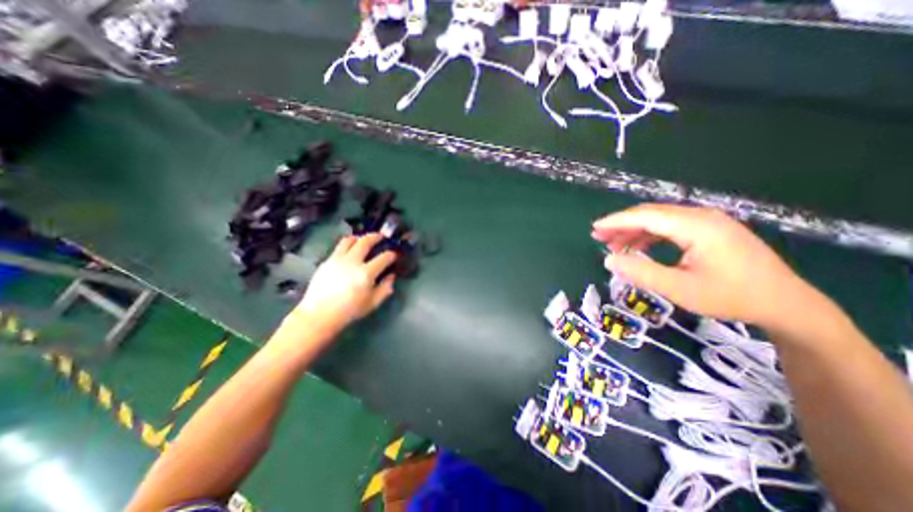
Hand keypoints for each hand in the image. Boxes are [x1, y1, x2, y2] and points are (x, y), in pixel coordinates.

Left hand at [297, 232, 395, 334]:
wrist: (319, 314)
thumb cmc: (349, 311)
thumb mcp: (373, 303)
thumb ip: (385, 288)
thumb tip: (391, 276)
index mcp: (366, 273)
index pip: (384, 257)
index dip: (392, 254)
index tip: (394, 255)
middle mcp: (352, 262)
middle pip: (366, 241)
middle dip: (376, 236)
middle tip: (381, 236)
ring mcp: (338, 260)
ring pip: (350, 240)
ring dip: (359, 238)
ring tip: (363, 240)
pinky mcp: (327, 261)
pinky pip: (338, 247)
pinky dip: (347, 245)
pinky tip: (350, 251)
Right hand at [597, 201, 816, 328]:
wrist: (787, 304)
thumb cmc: (731, 297)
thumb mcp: (679, 289)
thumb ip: (641, 272)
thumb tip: (608, 259)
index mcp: (696, 226)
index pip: (646, 216)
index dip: (617, 221)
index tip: (594, 228)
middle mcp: (702, 217)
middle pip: (651, 214)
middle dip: (622, 224)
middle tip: (598, 237)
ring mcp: (708, 222)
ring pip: (660, 220)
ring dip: (634, 230)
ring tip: (613, 244)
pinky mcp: (710, 230)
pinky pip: (671, 227)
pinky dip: (650, 236)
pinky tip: (638, 248)